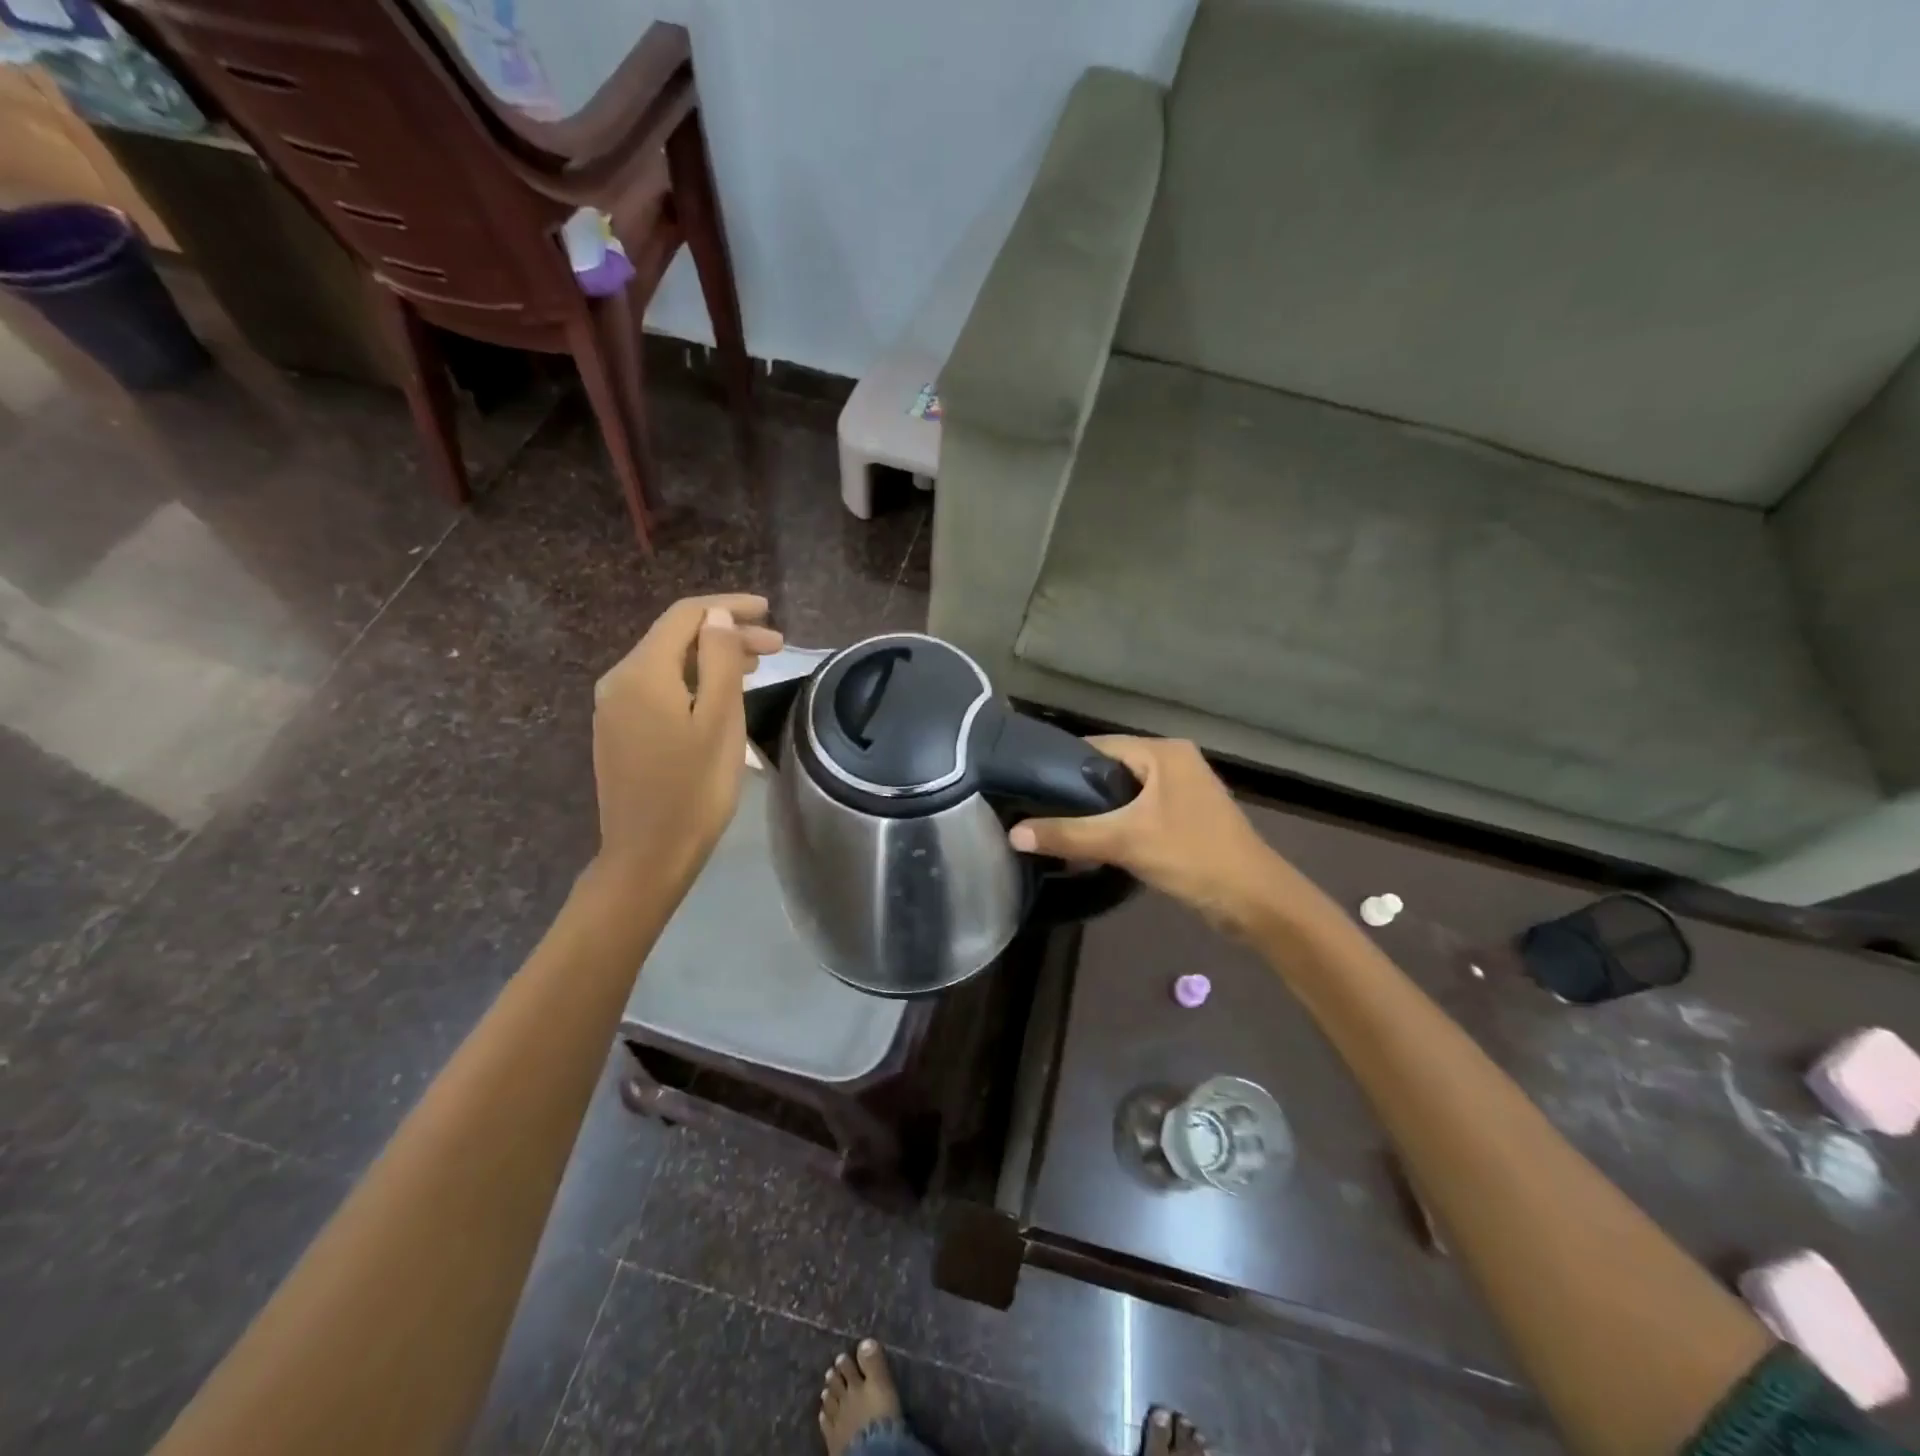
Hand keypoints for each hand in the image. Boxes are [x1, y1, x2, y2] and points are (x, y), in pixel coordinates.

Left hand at [591, 593, 782, 883]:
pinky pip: (658, 688)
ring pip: (668, 664)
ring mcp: (614, 708)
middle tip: (777, 647)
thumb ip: (719, 661)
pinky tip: (718, 695)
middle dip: (726, 635)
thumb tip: (718, 620)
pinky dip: (692, 682)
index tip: (768, 610)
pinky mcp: (619, 731)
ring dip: (712, 659)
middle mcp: (619, 680)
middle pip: (676, 639)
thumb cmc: (693, 789)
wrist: (647, 855)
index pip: (686, 616)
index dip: (728, 607)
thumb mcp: (718, 721)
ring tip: (757, 667)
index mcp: (642, 672)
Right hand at [1008, 737, 1306, 933]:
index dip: (1062, 765)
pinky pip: (1139, 812)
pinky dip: (1118, 825)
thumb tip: (1013, 834)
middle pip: (1110, 769)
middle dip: (1077, 792)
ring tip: (1057, 829)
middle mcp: (1174, 761)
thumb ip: (1069, 834)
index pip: (1099, 746)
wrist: (1254, 901)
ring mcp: (1182, 790)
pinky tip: (1092, 844)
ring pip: (1124, 794)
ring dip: (1097, 812)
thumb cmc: (1192, 856)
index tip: (1029, 787)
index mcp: (1164, 752)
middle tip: (1038, 812)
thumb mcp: (1125, 841)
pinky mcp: (1185, 817)